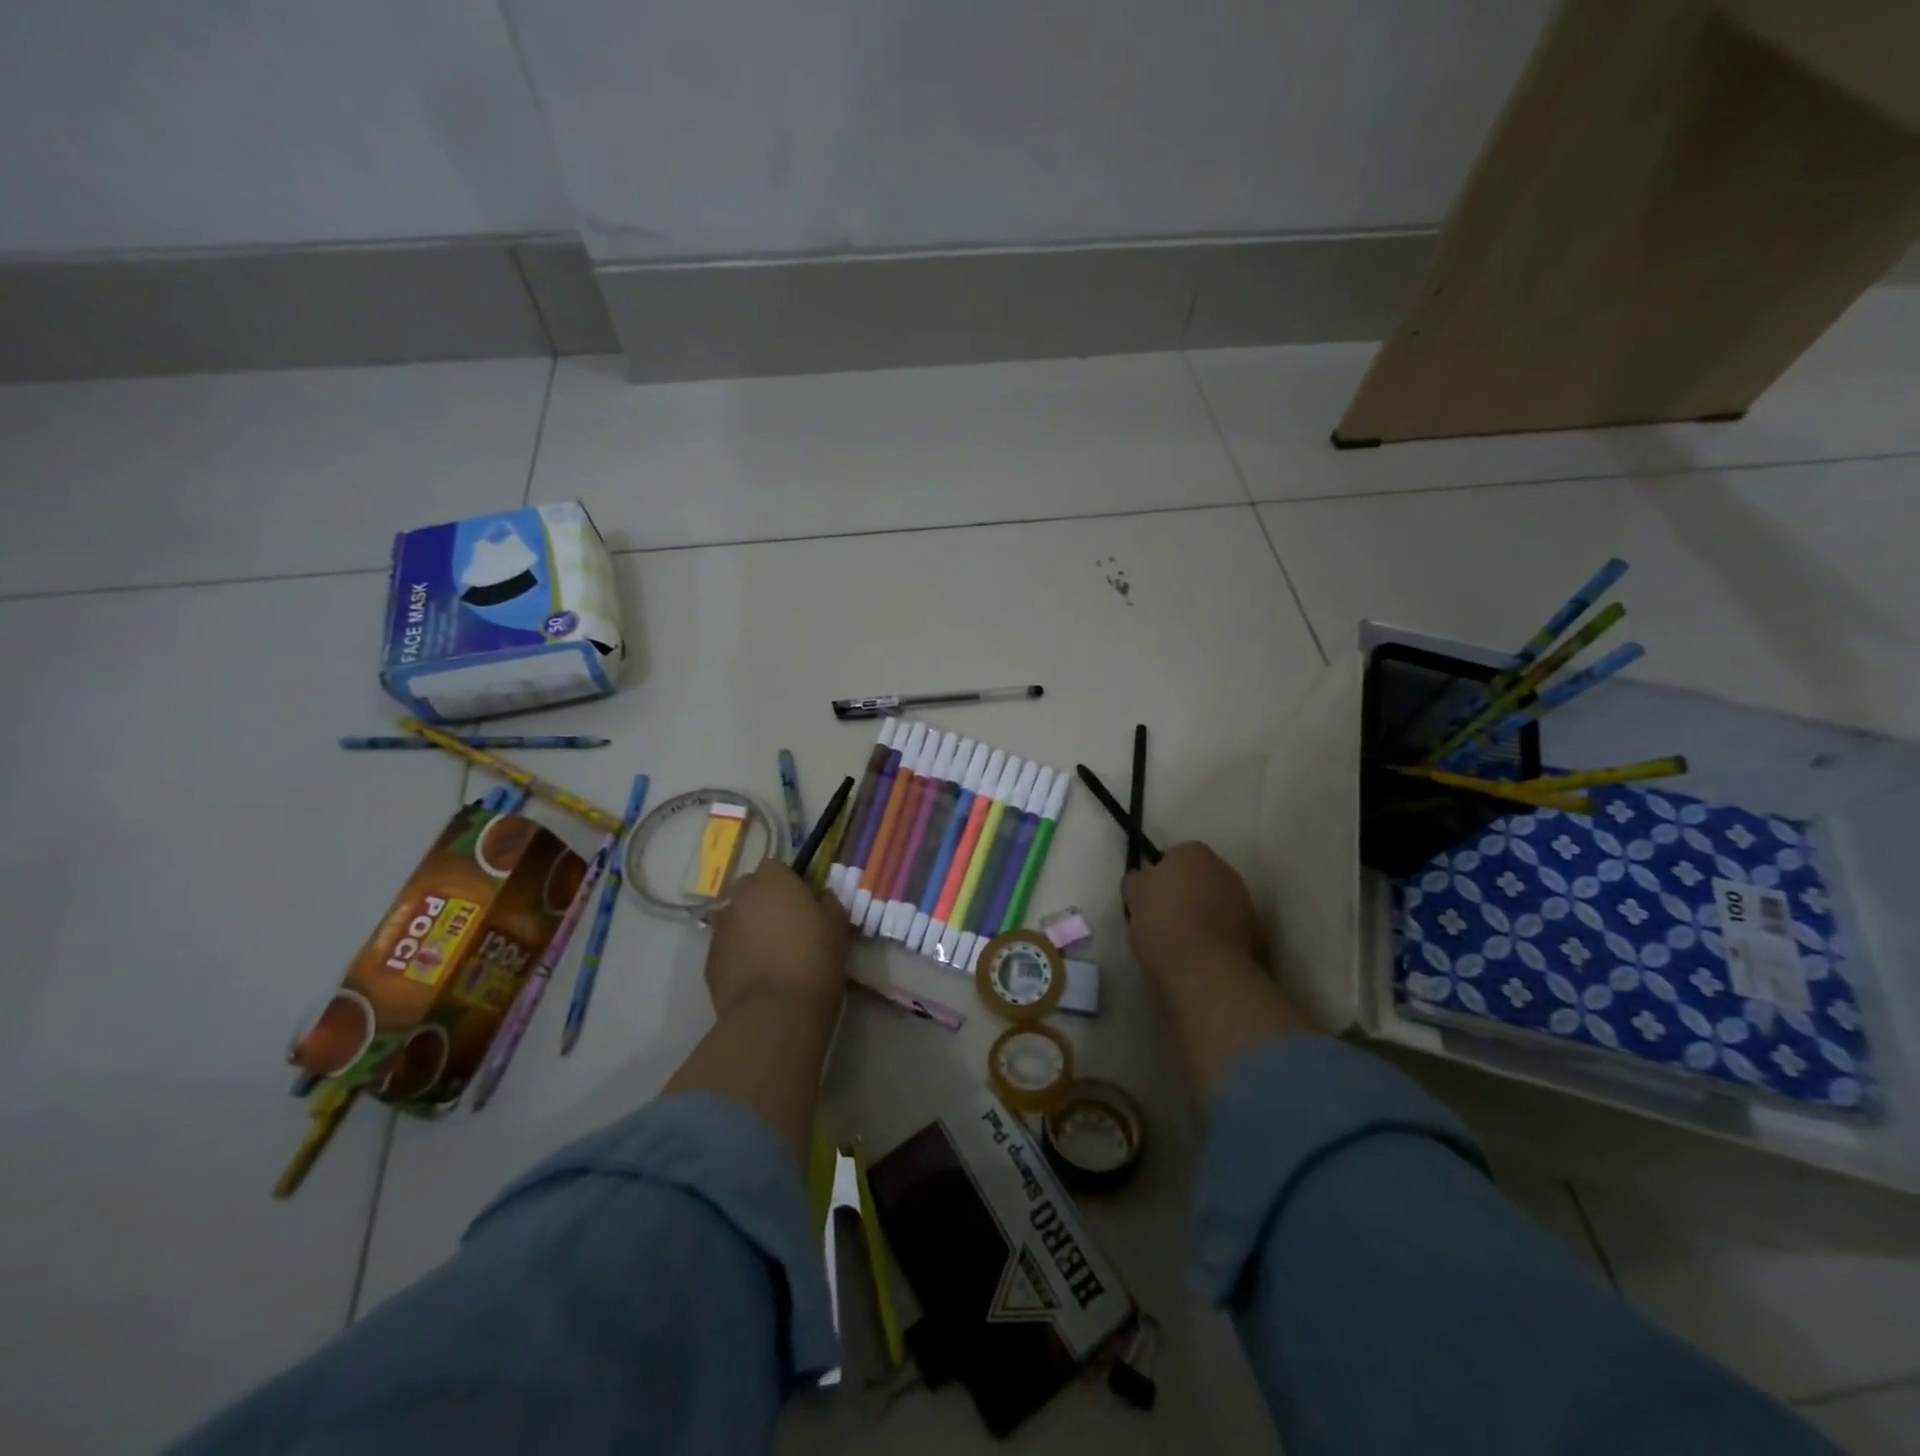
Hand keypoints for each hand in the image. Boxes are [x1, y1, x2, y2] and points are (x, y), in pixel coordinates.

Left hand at [702, 860, 850, 1018]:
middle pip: (750, 889)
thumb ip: (829, 903)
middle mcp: (741, 897)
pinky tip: (756, 974)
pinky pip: (727, 946)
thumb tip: (822, 896)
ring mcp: (721, 928)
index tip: (801, 901)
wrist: (775, 1013)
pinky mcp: (709, 959)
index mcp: (774, 882)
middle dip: (763, 900)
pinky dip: (738, 953)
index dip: (787, 882)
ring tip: (770, 953)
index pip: (774, 866)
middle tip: (785, 925)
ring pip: (736, 917)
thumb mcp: (837, 927)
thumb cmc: (815, 961)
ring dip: (749, 926)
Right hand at [1124, 842, 1263, 983]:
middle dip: (1186, 892)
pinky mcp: (1257, 931)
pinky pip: (1229, 927)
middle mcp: (1224, 868)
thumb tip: (1142, 879)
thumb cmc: (1161, 922)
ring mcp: (1245, 899)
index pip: (1173, 857)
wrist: (1202, 967)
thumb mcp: (1133, 895)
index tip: (1150, 898)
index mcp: (1193, 852)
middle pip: (1199, 877)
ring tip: (1184, 940)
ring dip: (1205, 913)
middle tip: (1166, 917)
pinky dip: (1219, 936)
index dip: (1161, 877)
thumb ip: (1138, 880)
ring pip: (1217, 902)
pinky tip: (1202, 954)